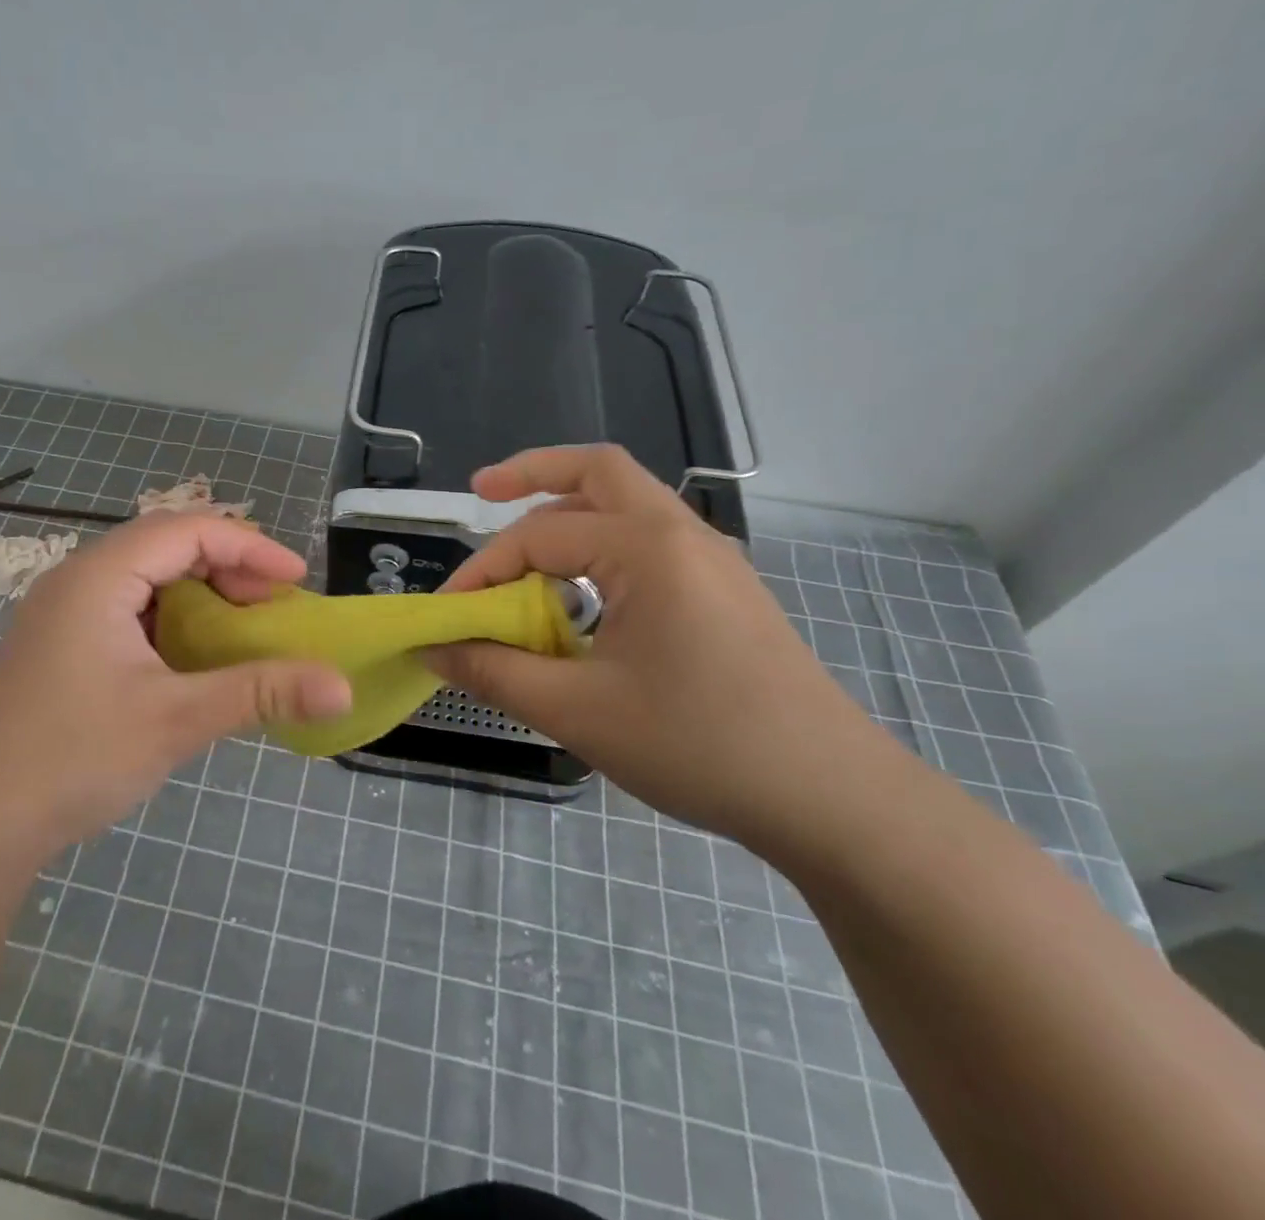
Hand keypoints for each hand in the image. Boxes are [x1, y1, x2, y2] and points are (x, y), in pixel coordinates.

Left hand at [0, 512, 350, 854]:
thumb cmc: (72, 757)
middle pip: (165, 547)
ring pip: (145, 580)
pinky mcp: (58, 648)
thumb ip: (261, 693)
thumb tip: (341, 687)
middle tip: (271, 607)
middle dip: (227, 568)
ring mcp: (61, 615)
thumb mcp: (176, 719)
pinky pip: (126, 612)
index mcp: (99, 577)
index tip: (296, 582)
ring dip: (198, 595)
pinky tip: (189, 659)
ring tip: (239, 628)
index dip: (250, 546)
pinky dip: (170, 622)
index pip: (188, 531)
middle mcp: (77, 582)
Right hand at [424, 445, 881, 847]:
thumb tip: (435, 650)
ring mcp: (712, 559)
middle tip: (482, 490)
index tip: (447, 615)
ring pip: (627, 503)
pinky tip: (583, 594)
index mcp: (647, 548)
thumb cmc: (700, 745)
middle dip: (533, 472)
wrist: (833, 799)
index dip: (481, 572)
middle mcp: (682, 534)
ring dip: (570, 511)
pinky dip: (602, 546)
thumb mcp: (579, 711)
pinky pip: (649, 541)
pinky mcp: (725, 590)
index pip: (538, 537)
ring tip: (525, 549)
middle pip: (597, 470)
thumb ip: (495, 672)